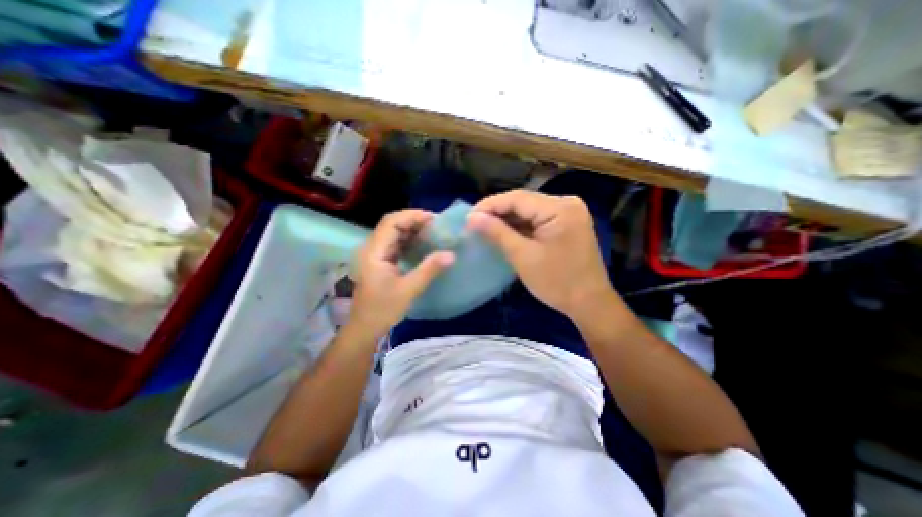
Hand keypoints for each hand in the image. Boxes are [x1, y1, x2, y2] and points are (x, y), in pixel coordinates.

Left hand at [351, 207, 454, 334]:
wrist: (365, 329)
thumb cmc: (383, 310)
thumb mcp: (409, 289)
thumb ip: (429, 269)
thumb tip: (451, 254)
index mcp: (375, 252)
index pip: (392, 222)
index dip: (413, 216)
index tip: (434, 220)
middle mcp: (372, 248)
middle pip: (392, 224)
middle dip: (414, 221)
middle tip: (437, 225)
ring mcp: (375, 254)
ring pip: (394, 233)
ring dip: (412, 230)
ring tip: (433, 232)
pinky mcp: (380, 261)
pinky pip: (395, 244)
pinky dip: (409, 240)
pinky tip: (423, 244)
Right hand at [471, 190, 614, 319]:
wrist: (589, 303)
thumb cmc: (557, 282)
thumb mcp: (523, 257)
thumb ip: (497, 232)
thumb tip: (472, 217)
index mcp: (560, 208)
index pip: (517, 198)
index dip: (490, 205)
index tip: (468, 217)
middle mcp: (567, 203)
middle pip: (524, 201)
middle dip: (498, 212)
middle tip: (474, 223)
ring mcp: (569, 212)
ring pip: (529, 210)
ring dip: (508, 219)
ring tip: (485, 227)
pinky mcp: (567, 223)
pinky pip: (538, 218)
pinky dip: (520, 225)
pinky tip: (504, 231)